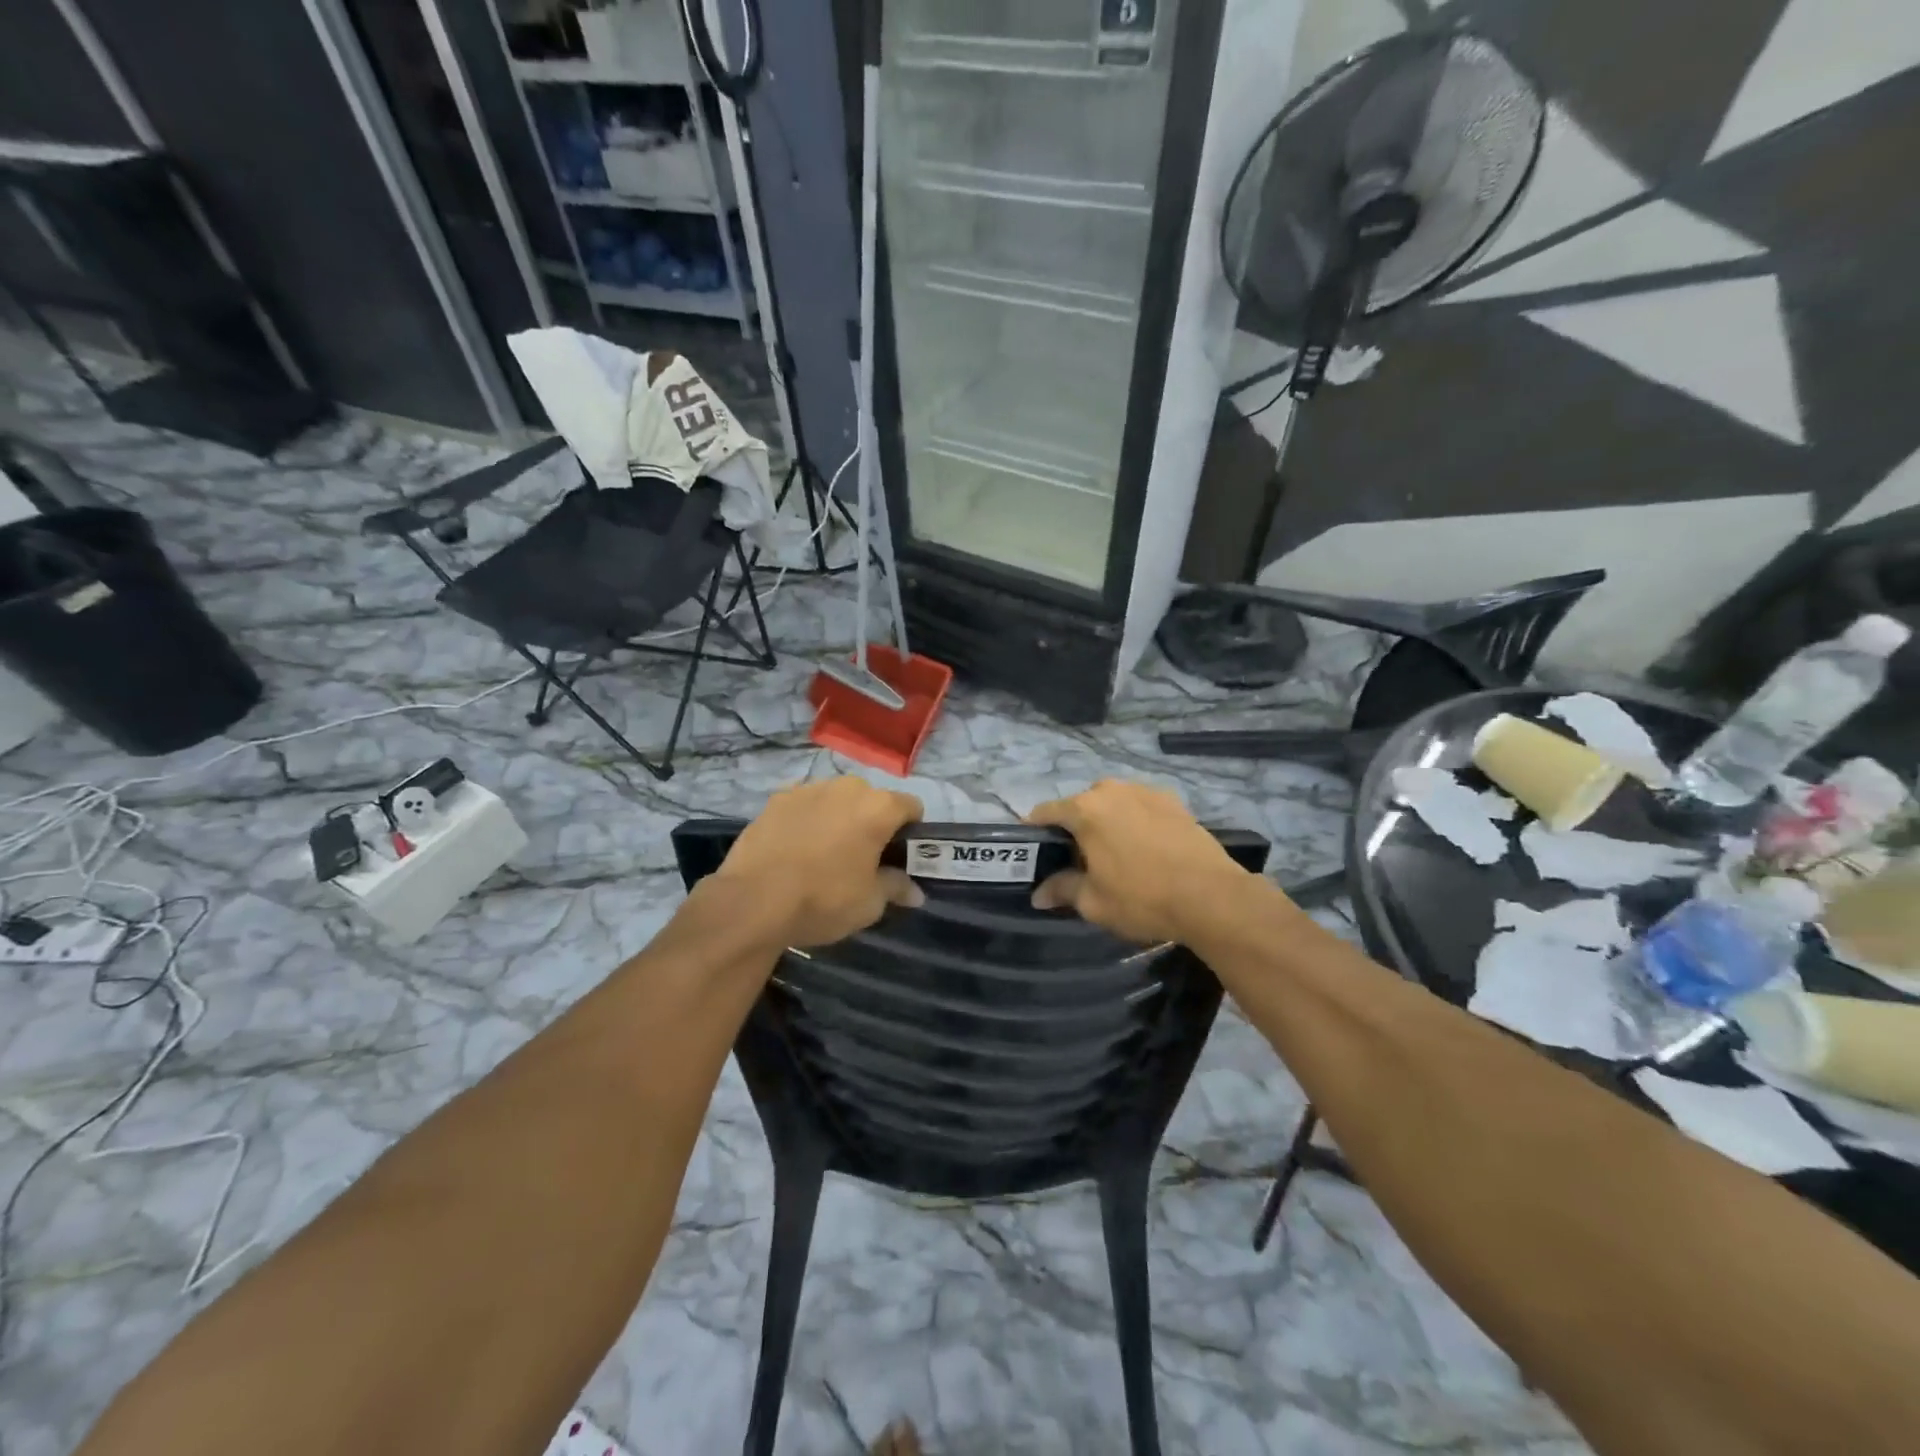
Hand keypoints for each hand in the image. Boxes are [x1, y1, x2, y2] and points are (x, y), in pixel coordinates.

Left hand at [716, 777, 923, 946]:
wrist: (753, 901)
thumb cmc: (823, 900)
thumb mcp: (869, 903)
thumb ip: (896, 888)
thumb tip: (915, 891)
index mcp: (878, 807)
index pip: (912, 806)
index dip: (911, 831)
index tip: (900, 856)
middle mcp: (847, 787)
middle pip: (872, 799)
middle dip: (872, 822)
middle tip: (862, 857)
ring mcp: (809, 788)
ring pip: (837, 799)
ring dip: (839, 817)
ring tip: (825, 852)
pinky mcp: (777, 798)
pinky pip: (805, 804)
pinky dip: (808, 819)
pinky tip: (796, 847)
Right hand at [1028, 780, 1252, 943]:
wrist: (1212, 897)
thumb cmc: (1142, 898)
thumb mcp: (1094, 902)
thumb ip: (1062, 890)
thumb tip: (1039, 894)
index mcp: (1085, 809)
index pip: (1045, 812)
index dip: (1034, 833)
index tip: (1033, 853)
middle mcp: (1112, 790)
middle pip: (1080, 806)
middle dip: (1074, 829)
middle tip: (1077, 861)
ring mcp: (1146, 791)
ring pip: (1113, 804)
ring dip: (1106, 823)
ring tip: (1113, 855)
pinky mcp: (1174, 801)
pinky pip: (1140, 808)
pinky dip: (1134, 823)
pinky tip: (1144, 849)